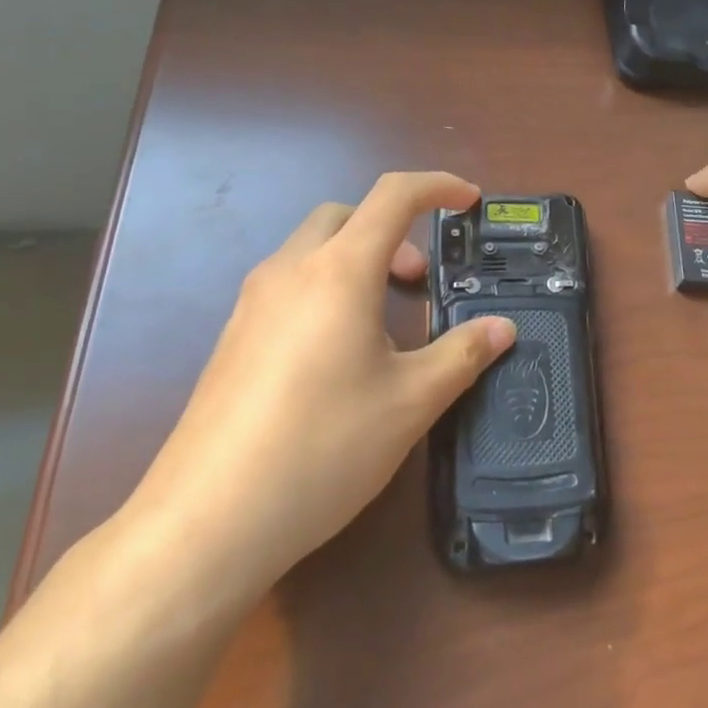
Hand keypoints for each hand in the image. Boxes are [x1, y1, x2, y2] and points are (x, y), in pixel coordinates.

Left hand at [129, 172, 514, 590]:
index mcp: (339, 270)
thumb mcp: (410, 402)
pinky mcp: (232, 337)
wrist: (205, 523)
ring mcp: (252, 303)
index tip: (469, 201)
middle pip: (346, 214)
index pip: (394, 196)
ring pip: (313, 248)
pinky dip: (326, 288)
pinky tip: (337, 355)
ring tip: (383, 323)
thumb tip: (502, 328)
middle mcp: (290, 270)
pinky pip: (289, 284)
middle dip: (392, 229)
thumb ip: (463, 355)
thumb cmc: (322, 446)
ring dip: (357, 259)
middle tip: (419, 280)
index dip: (438, 185)